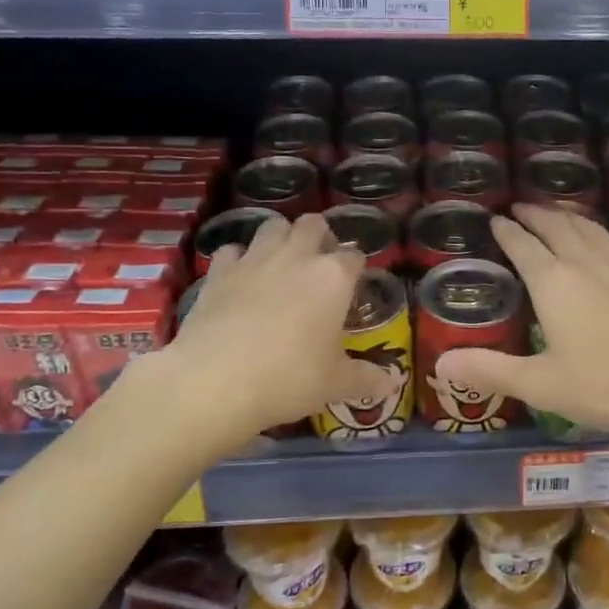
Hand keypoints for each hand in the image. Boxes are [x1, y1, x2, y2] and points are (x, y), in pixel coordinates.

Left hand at [163, 214, 387, 442]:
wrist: (215, 381)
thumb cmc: (289, 377)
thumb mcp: (335, 384)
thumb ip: (366, 378)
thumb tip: (392, 384)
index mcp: (333, 277)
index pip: (354, 256)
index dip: (356, 268)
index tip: (354, 286)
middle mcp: (297, 256)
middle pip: (313, 224)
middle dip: (320, 236)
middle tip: (319, 264)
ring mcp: (254, 259)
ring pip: (272, 226)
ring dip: (281, 237)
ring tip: (282, 264)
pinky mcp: (219, 271)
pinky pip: (233, 251)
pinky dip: (239, 259)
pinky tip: (240, 279)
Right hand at [434, 204, 608, 439]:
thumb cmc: (606, 384)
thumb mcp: (541, 384)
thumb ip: (490, 371)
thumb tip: (440, 365)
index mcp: (554, 282)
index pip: (523, 246)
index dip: (507, 231)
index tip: (495, 220)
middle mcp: (586, 263)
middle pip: (557, 226)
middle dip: (535, 214)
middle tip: (520, 207)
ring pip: (589, 229)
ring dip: (567, 217)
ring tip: (556, 214)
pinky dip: (596, 232)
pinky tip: (602, 243)